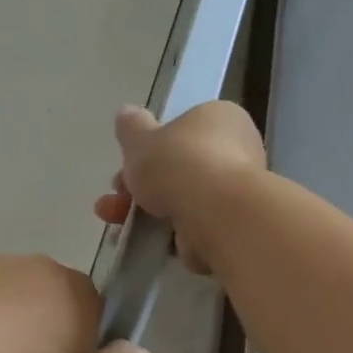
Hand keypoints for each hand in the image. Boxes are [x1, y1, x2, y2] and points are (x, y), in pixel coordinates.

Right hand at [93, 102, 266, 274]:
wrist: (216, 215)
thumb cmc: (179, 165)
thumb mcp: (140, 139)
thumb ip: (131, 127)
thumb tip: (126, 113)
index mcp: (220, 117)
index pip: (183, 129)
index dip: (150, 147)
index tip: (127, 164)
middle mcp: (237, 149)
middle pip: (179, 166)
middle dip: (141, 184)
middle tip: (116, 196)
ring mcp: (236, 190)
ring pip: (182, 198)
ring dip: (146, 210)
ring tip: (114, 221)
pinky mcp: (233, 224)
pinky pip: (192, 224)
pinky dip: (168, 232)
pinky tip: (143, 238)